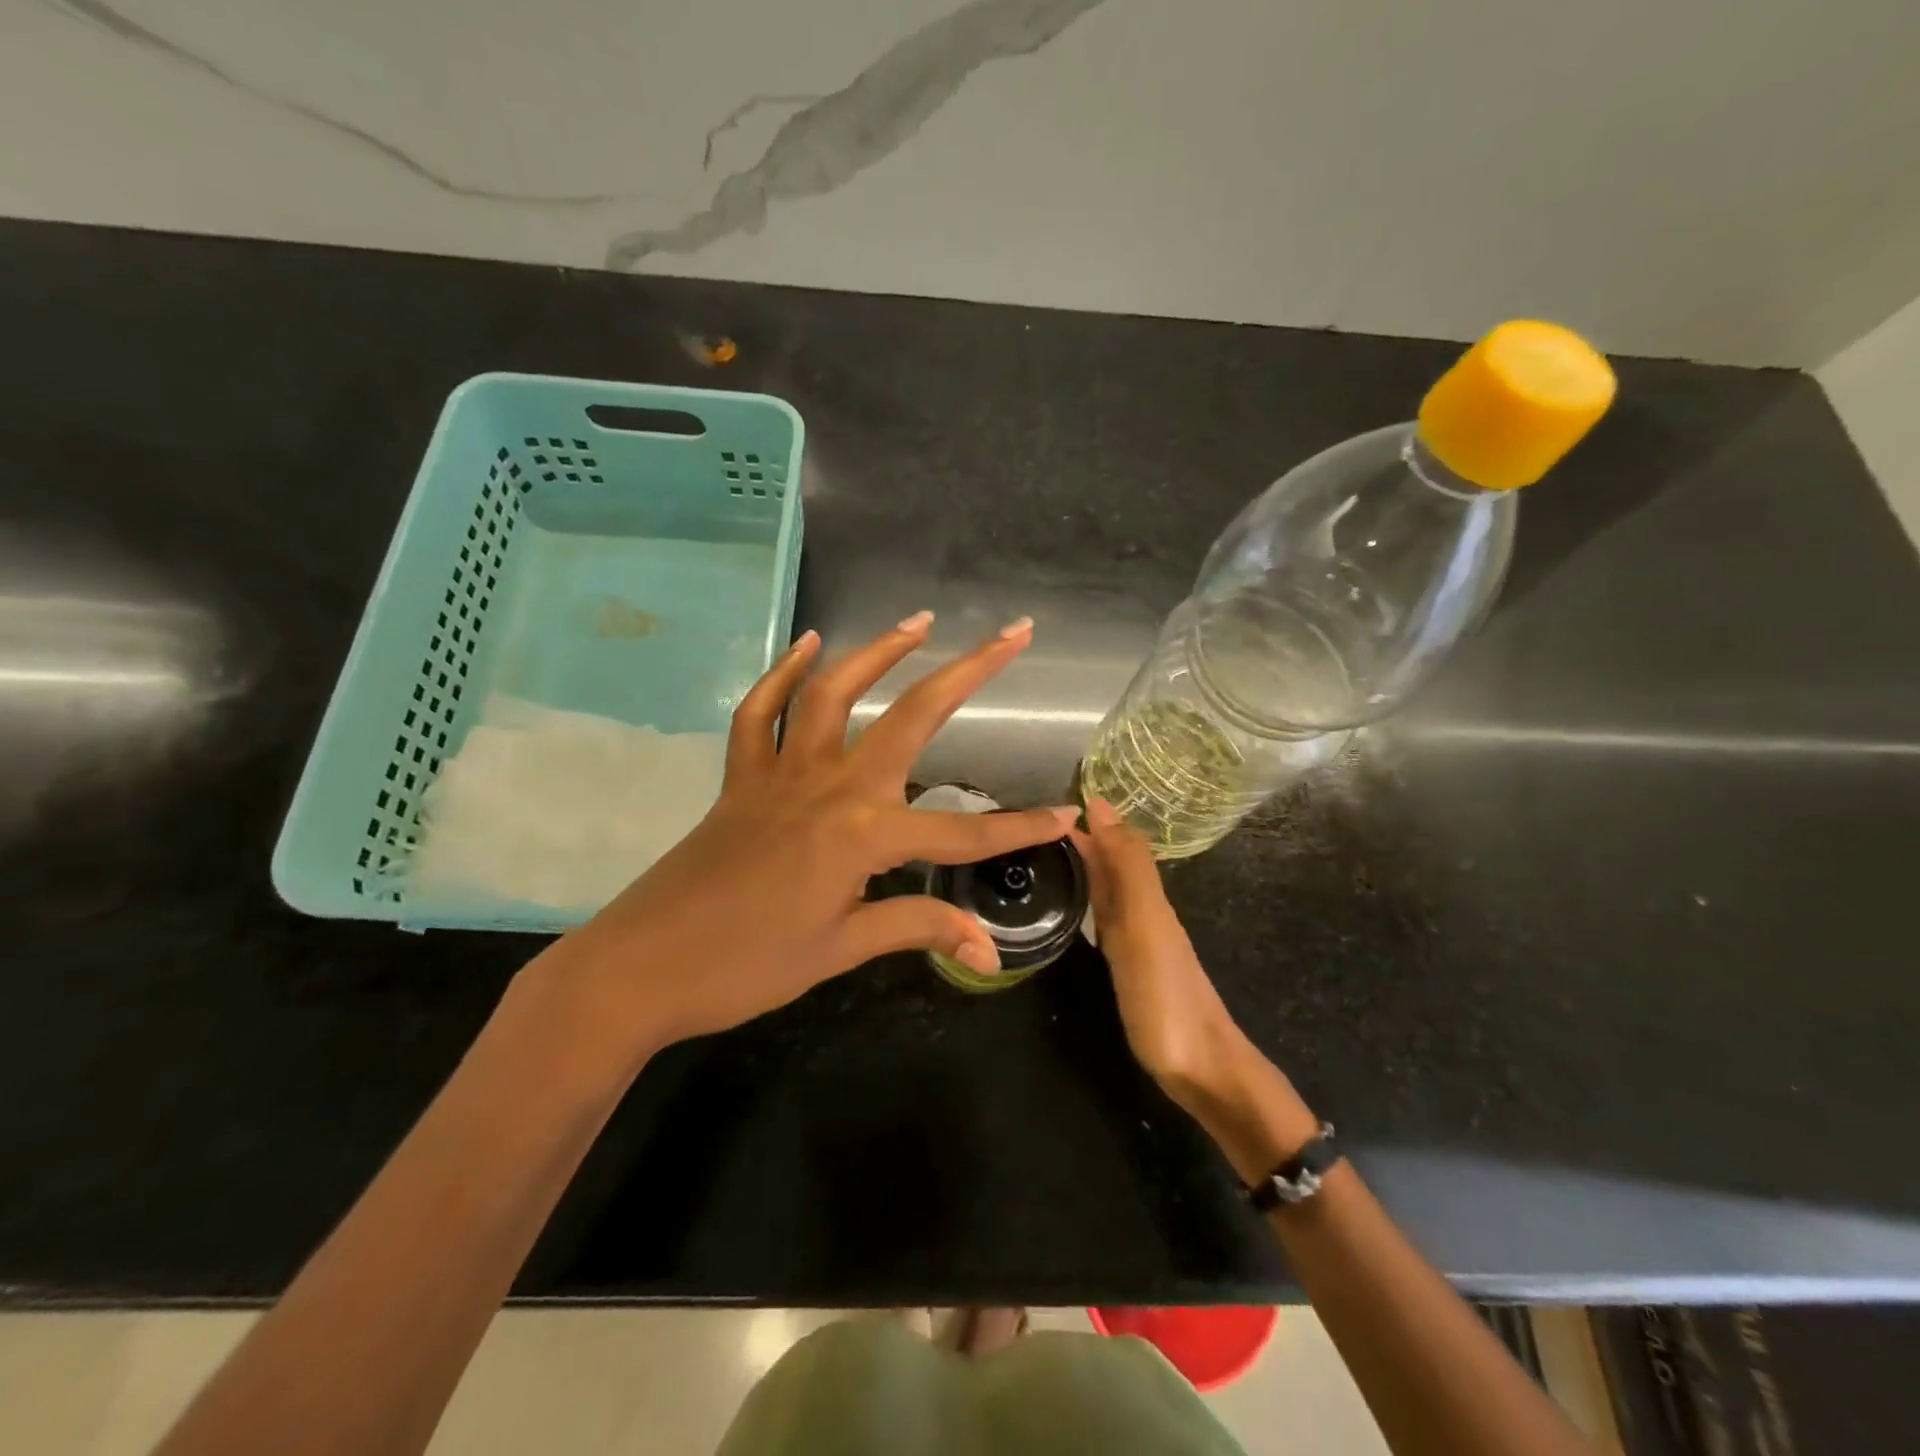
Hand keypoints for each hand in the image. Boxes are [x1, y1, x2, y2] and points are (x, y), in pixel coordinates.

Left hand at [540, 613, 1077, 1063]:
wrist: (641, 968)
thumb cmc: (746, 967)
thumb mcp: (841, 951)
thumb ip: (916, 929)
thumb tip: (986, 949)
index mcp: (863, 836)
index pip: (962, 833)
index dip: (1020, 827)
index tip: (1068, 815)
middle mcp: (831, 787)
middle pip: (912, 717)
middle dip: (970, 672)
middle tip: (1013, 633)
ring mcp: (782, 773)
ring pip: (835, 693)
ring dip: (880, 652)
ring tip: (919, 623)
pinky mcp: (742, 778)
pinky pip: (761, 713)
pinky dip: (783, 675)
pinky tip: (808, 646)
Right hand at [1073, 796, 1318, 1181]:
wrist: (1202, 1069)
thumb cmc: (1165, 995)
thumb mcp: (1144, 924)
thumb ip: (1126, 866)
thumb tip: (1101, 804)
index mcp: (1145, 895)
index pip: (1114, 842)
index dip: (1088, 819)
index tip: (1046, 802)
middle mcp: (1143, 910)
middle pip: (1112, 862)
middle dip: (1082, 837)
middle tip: (1032, 824)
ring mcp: (1138, 940)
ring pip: (1109, 888)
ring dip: (1084, 865)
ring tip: (1045, 852)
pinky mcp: (1131, 967)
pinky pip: (1106, 917)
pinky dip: (1089, 899)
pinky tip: (1075, 904)